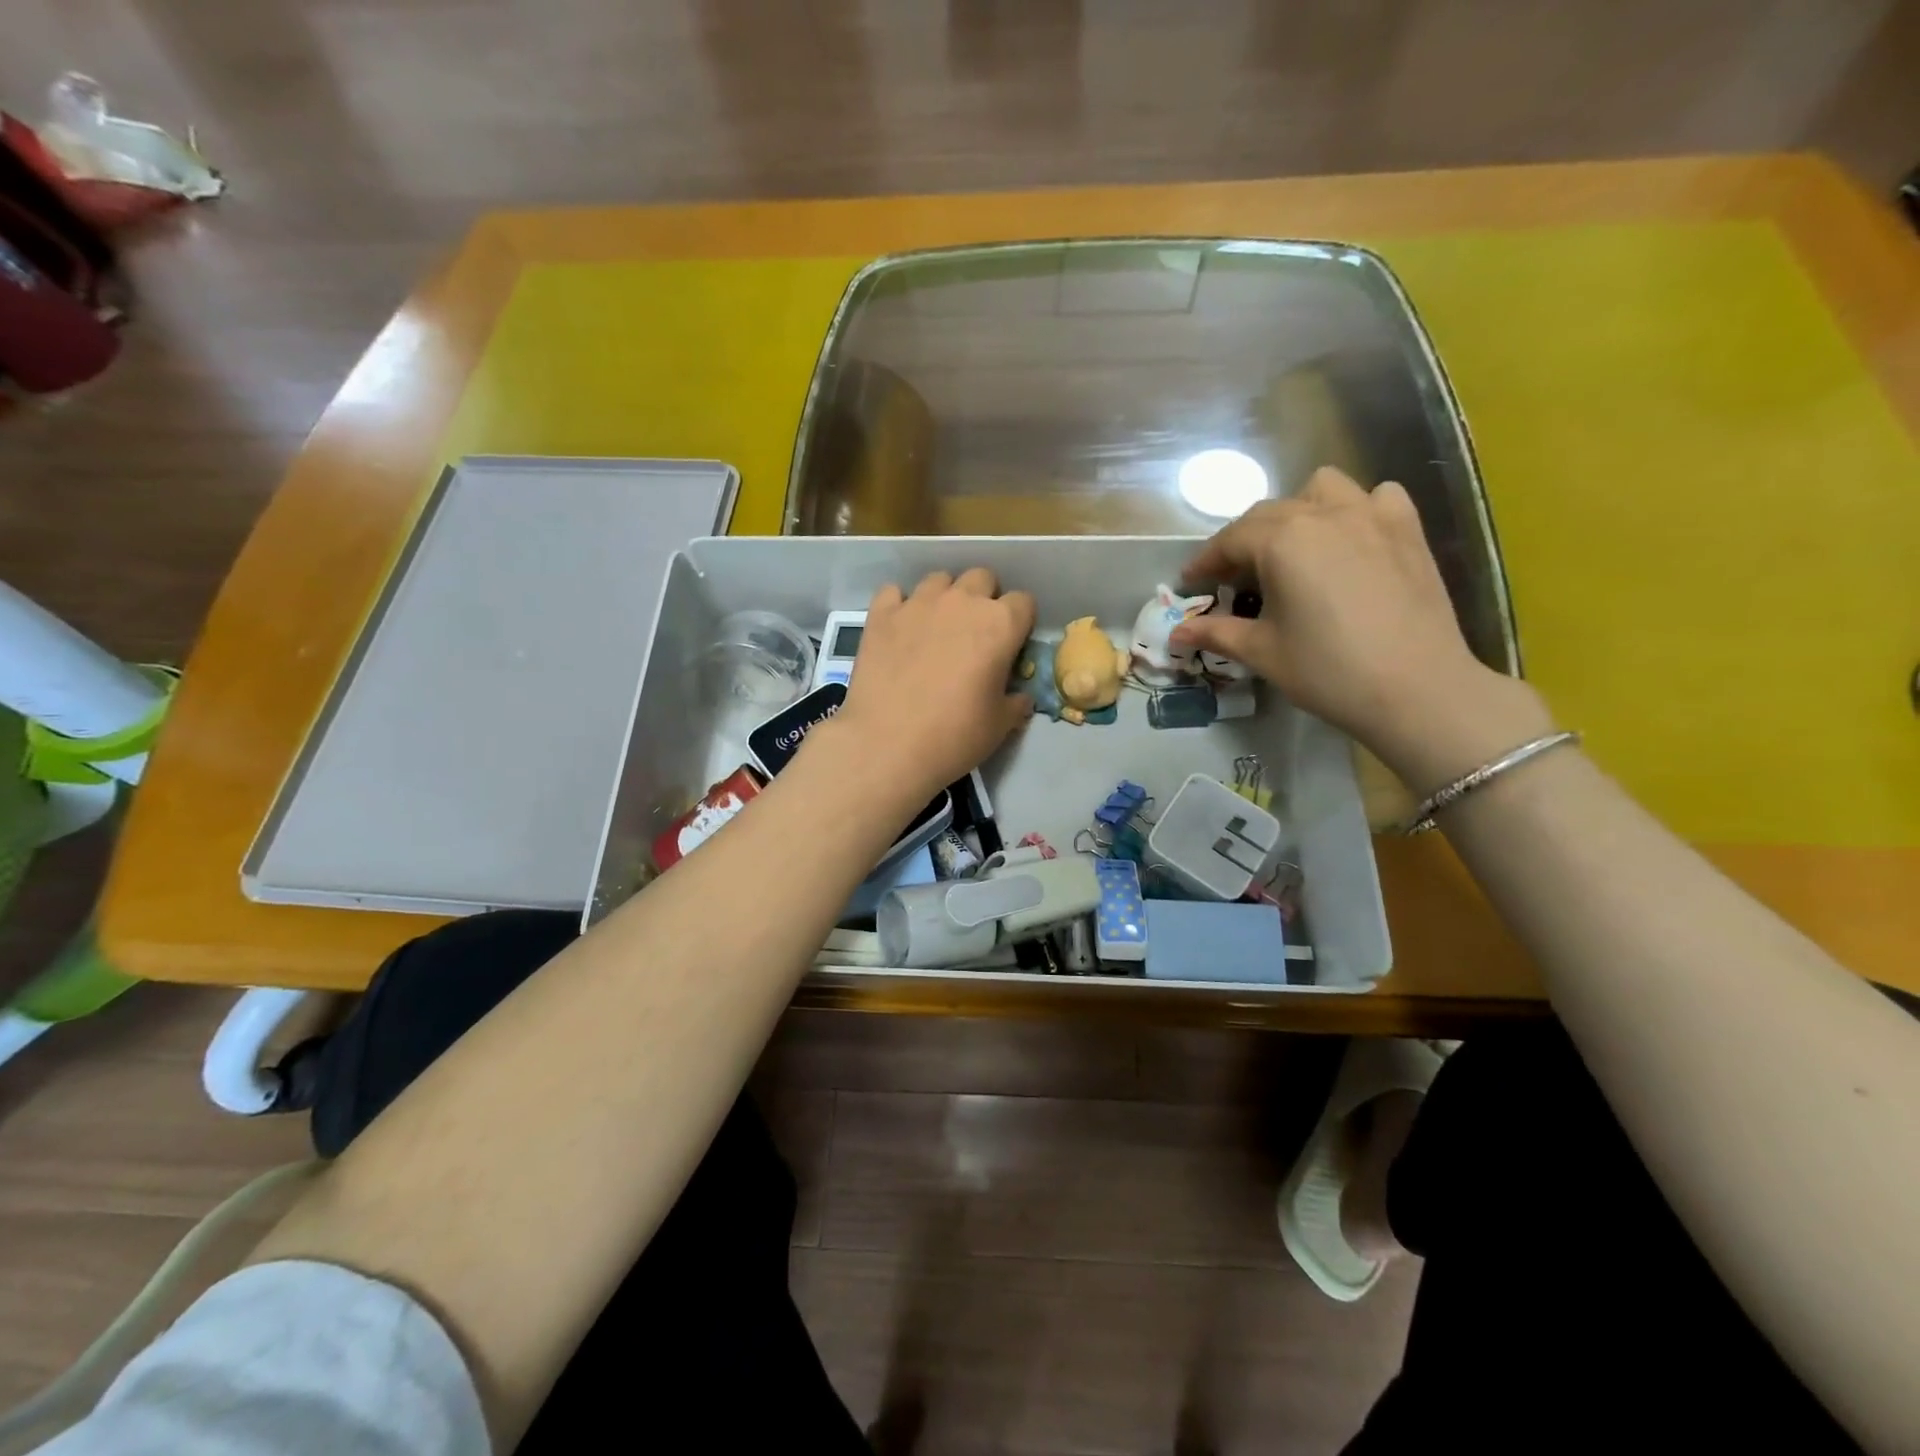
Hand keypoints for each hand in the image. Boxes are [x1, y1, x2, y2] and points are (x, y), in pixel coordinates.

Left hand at [824, 568, 1036, 802]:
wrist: (886, 745)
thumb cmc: (954, 737)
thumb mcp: (999, 726)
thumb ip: (1015, 702)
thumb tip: (1019, 697)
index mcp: (1000, 625)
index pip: (1024, 602)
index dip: (1020, 622)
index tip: (1011, 645)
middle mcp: (962, 602)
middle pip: (982, 578)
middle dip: (984, 598)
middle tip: (975, 633)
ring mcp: (918, 603)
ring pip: (940, 579)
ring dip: (944, 597)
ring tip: (937, 628)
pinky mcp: (881, 614)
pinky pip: (895, 592)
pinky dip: (900, 605)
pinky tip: (899, 629)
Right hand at [1171, 468, 1549, 789]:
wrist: (1418, 689)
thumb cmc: (1328, 671)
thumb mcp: (1262, 652)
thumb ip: (1216, 632)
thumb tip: (1177, 632)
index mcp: (1282, 540)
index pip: (1230, 539)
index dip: (1205, 562)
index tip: (1191, 583)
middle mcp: (1324, 513)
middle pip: (1268, 514)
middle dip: (1243, 542)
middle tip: (1234, 580)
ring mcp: (1372, 515)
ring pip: (1322, 489)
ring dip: (1298, 511)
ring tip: (1294, 550)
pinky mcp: (1408, 530)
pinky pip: (1377, 498)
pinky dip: (1357, 510)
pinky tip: (1352, 542)